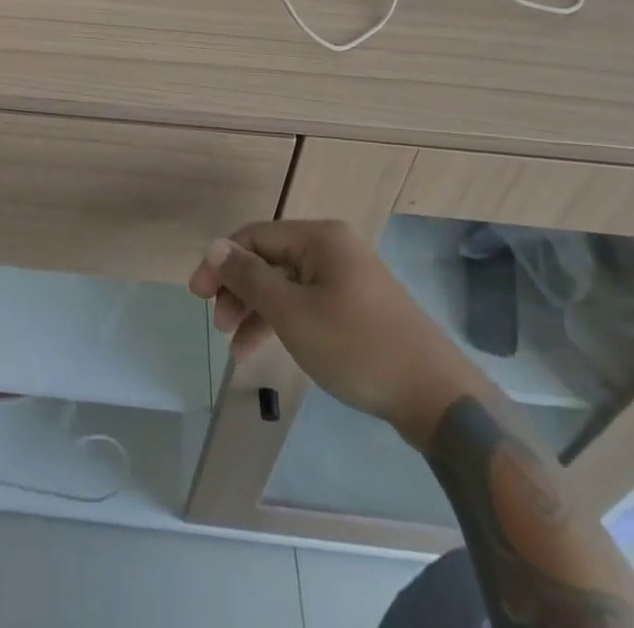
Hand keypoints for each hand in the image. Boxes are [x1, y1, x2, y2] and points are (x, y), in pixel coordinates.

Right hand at [188, 219, 474, 441]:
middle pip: (271, 259)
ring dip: (258, 311)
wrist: (438, 397)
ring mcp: (349, 279)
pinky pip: (308, 304)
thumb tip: (213, 246)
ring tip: (236, 346)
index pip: (255, 236)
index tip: (196, 294)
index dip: (222, 261)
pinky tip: (265, 348)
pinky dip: (284, 322)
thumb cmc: (357, 346)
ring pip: (288, 285)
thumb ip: (249, 277)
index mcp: (319, 238)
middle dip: (239, 289)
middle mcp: (334, 249)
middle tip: (218, 323)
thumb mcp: (292, 312)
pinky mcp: (359, 308)